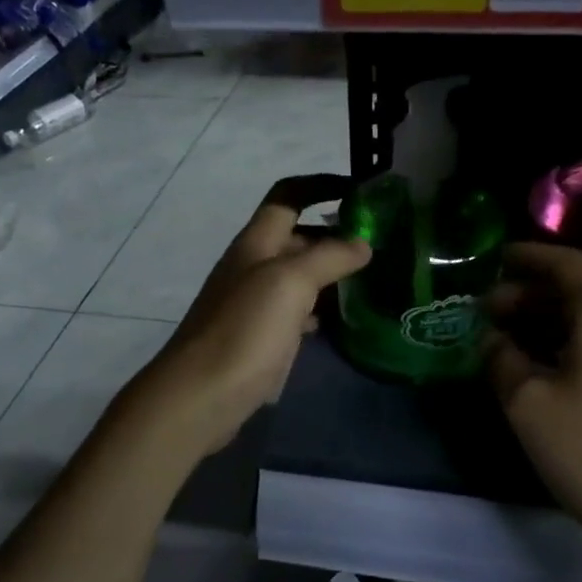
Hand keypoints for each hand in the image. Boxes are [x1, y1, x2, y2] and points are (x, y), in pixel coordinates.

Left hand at [139, 176, 368, 454]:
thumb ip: (328, 257)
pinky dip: (319, 310)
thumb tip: (361, 244)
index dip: (321, 185)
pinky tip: (341, 321)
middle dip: (335, 234)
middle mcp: (253, 267)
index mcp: (256, 243)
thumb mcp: (289, 282)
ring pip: (299, 277)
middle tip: (381, 244)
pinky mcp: (260, 338)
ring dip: (331, 274)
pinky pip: (295, 313)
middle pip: (297, 237)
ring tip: (373, 281)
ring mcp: (254, 304)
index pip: (288, 196)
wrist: (201, 396)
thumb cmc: (244, 330)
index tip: (360, 190)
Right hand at [485, 244, 581, 551]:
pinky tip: (540, 373)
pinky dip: (566, 348)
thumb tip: (492, 340)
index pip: (566, 264)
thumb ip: (502, 360)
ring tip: (505, 343)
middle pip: (577, 293)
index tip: (493, 260)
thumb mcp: (529, 403)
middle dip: (528, 296)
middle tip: (486, 314)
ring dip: (545, 325)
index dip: (527, 257)